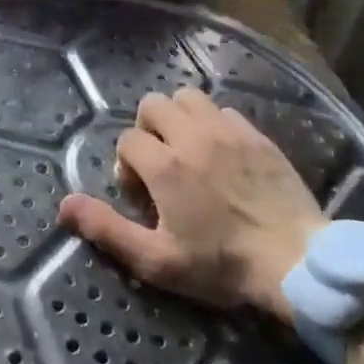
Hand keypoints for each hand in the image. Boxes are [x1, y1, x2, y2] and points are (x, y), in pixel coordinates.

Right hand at [57, 87, 325, 320]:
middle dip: (148, 129)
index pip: (127, 139)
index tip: (141, 195)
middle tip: (160, 164)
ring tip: (188, 150)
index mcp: (165, 165)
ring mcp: (229, 132)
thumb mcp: (156, 260)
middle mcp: (193, 137)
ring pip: (189, 97)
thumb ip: (107, 229)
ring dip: (179, 118)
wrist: (298, 263)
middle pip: (153, 104)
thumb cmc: (222, 266)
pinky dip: (214, 124)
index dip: (126, 165)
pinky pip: (224, 111)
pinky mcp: (258, 136)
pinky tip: (221, 153)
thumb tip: (64, 204)